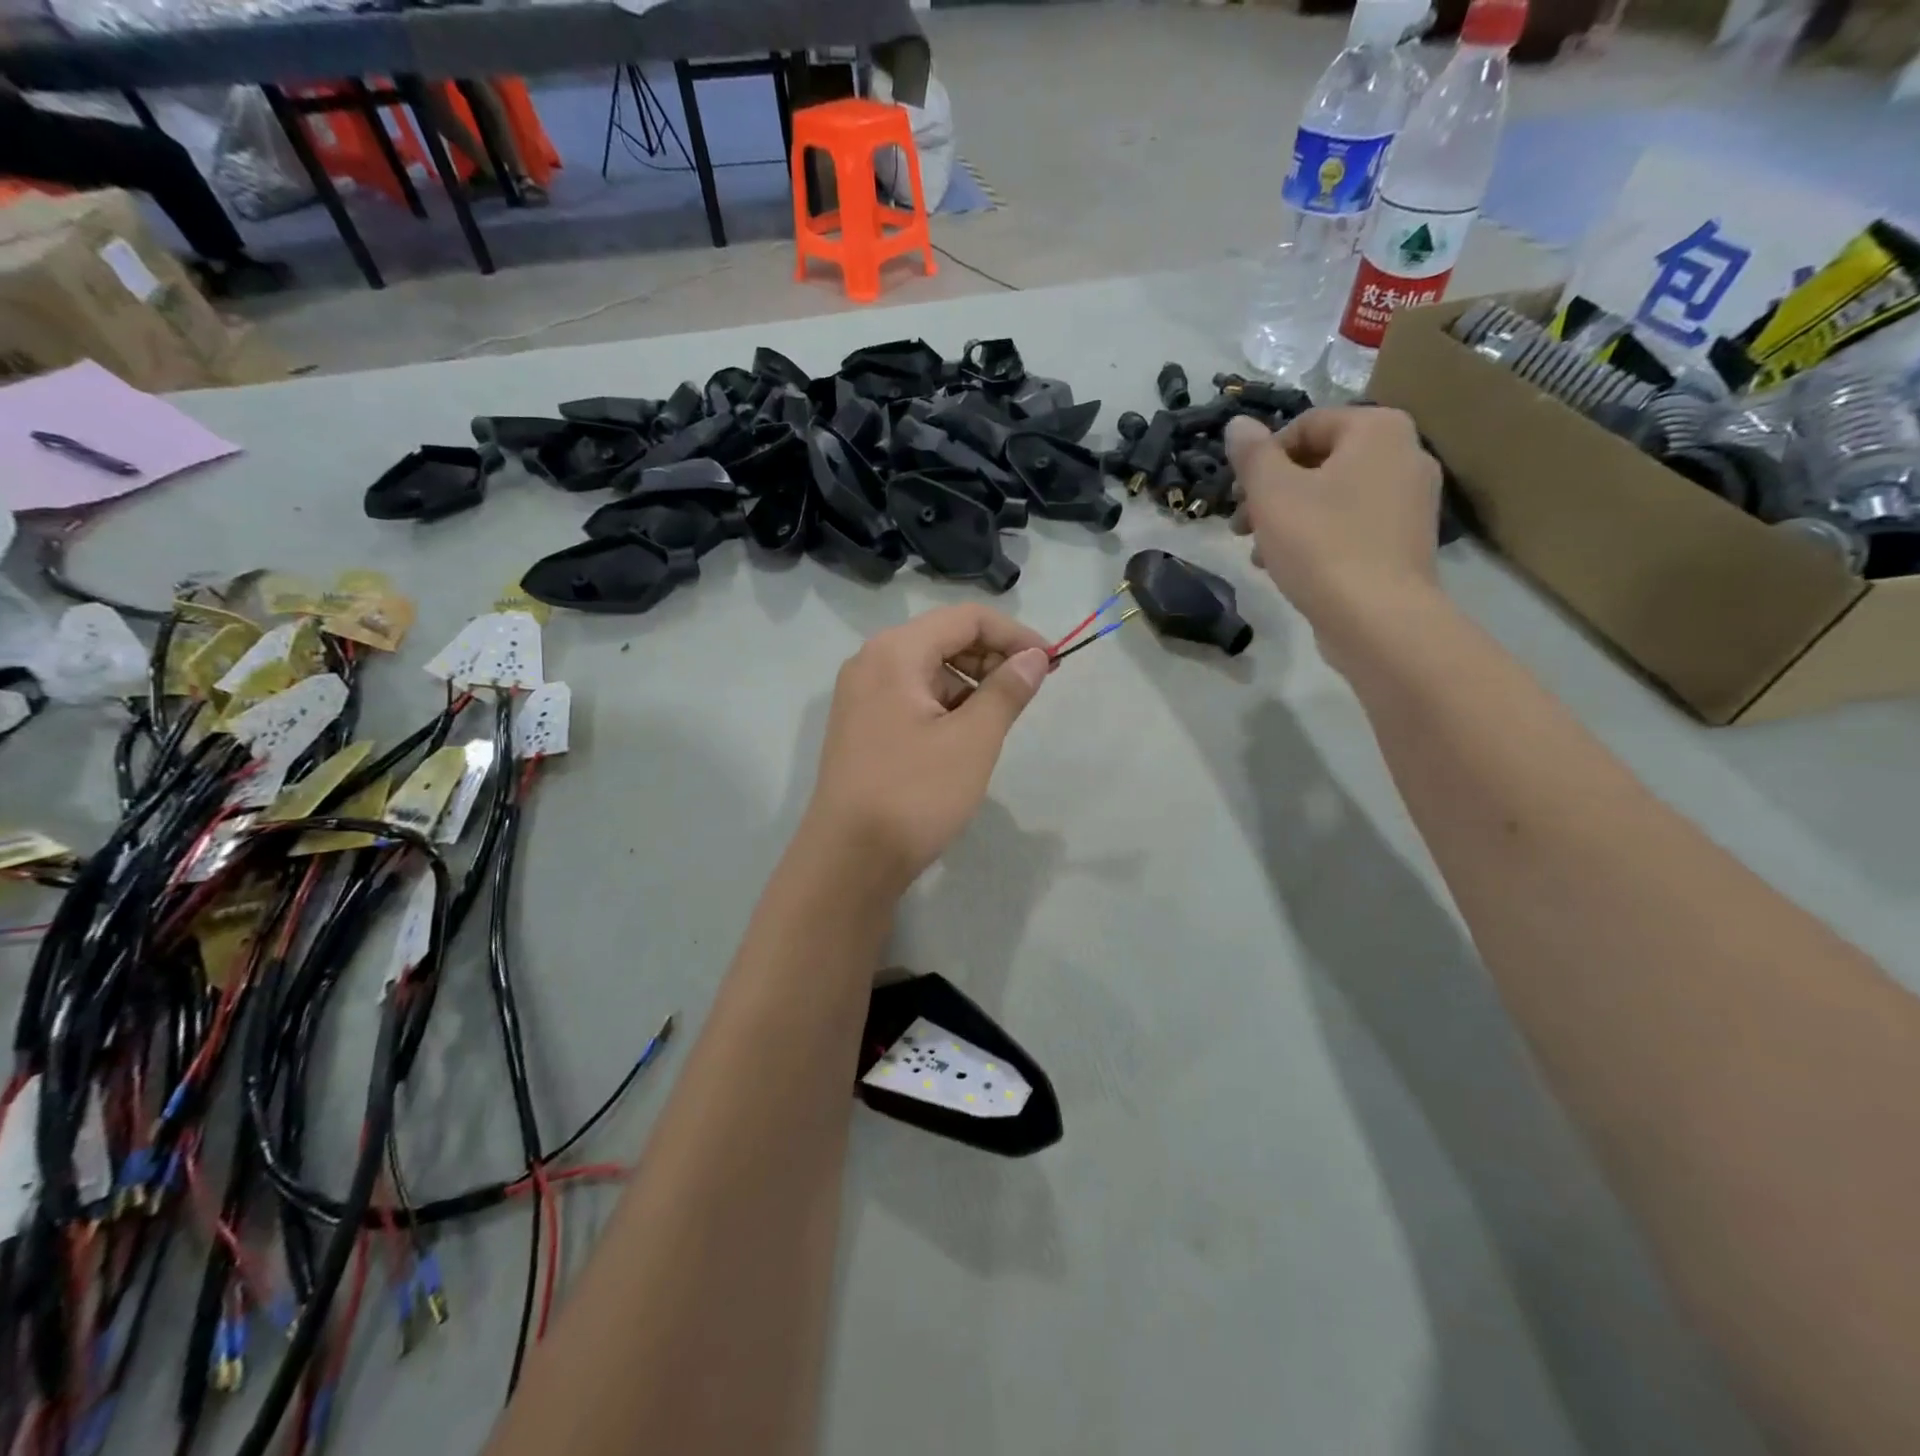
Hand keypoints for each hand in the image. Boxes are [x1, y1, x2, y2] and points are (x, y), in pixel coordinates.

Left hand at [804, 604, 1050, 895]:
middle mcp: (871, 662)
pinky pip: (913, 697)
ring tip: (1001, 719)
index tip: (1053, 663)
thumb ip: (1007, 691)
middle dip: (993, 657)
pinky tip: (967, 735)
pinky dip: (947, 705)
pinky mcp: (863, 725)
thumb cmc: (914, 794)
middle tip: (1030, 691)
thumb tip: (1035, 657)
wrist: (849, 860)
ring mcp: (862, 695)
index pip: (966, 618)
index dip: (1015, 634)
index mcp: (895, 653)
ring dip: (972, 683)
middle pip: (944, 638)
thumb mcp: (972, 741)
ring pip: (929, 670)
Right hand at [1225, 406, 1440, 635]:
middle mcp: (1405, 454)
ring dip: (1287, 519)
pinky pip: (1352, 526)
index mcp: (1378, 429)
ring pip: (1332, 497)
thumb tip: (1238, 424)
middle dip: (1272, 493)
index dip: (1261, 459)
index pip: (1306, 425)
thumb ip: (1251, 455)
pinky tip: (1290, 569)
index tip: (1236, 496)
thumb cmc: (1321, 545)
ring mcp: (1411, 501)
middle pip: (1320, 462)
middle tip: (1240, 527)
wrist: (1378, 620)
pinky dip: (1317, 538)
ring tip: (1259, 555)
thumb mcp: (1272, 494)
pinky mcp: (1406, 542)